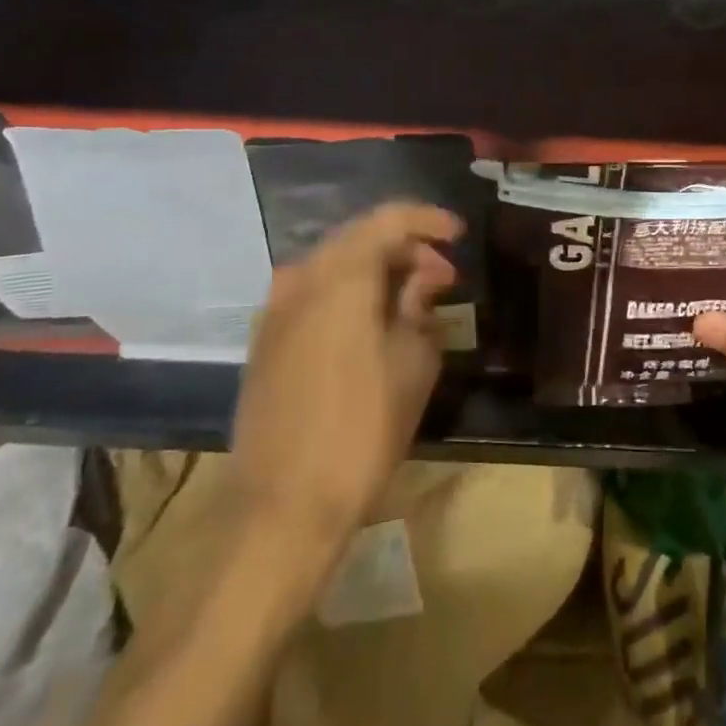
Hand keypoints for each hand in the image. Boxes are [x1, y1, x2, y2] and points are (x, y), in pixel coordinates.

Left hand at [231, 202, 462, 560]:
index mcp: (340, 277)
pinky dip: (349, 294)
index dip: (428, 220)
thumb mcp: (412, 363)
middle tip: (443, 276)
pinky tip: (373, 324)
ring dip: (376, 272)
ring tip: (412, 301)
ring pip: (335, 266)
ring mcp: (276, 311)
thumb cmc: (363, 429)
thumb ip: (418, 306)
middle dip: (405, 249)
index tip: (459, 235)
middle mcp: (301, 280)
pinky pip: (315, 295)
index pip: (387, 220)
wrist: (284, 506)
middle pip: (359, 239)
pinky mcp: (266, 341)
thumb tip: (421, 279)